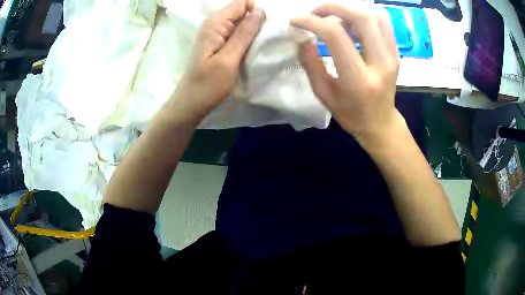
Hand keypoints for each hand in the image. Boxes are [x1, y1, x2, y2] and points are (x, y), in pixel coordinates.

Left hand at [167, 0, 265, 126]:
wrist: (191, 103)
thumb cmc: (208, 84)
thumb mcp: (229, 59)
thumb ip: (245, 33)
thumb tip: (261, 10)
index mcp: (215, 23)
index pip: (241, 3)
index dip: (257, 10)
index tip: (269, 26)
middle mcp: (214, 23)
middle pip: (242, 11)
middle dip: (257, 19)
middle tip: (267, 38)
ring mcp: (215, 33)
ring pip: (241, 22)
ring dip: (253, 29)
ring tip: (261, 44)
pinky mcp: (217, 43)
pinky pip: (236, 32)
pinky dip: (246, 37)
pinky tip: (252, 48)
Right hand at [291, 4, 401, 145]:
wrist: (381, 123)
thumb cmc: (351, 114)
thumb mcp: (324, 95)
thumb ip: (311, 65)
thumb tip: (302, 38)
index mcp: (359, 79)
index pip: (336, 36)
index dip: (313, 22)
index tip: (296, 21)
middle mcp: (380, 63)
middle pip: (362, 17)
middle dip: (333, 7)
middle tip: (316, 13)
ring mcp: (392, 56)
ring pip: (375, 15)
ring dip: (350, 10)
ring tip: (335, 20)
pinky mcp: (396, 52)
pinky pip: (383, 22)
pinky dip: (364, 16)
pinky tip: (351, 25)